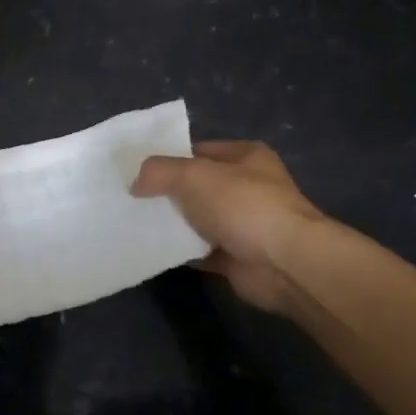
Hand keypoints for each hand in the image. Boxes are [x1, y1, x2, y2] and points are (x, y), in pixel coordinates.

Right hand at [132, 141, 327, 314]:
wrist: (284, 264)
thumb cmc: (243, 206)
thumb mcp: (193, 174)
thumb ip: (158, 172)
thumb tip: (135, 184)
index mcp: (245, 157)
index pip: (198, 151)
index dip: (168, 158)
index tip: (137, 171)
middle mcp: (247, 187)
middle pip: (196, 186)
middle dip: (166, 193)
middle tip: (131, 199)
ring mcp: (243, 223)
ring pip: (196, 219)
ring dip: (171, 223)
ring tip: (133, 223)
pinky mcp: (236, 256)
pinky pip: (198, 250)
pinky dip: (179, 251)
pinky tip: (151, 249)